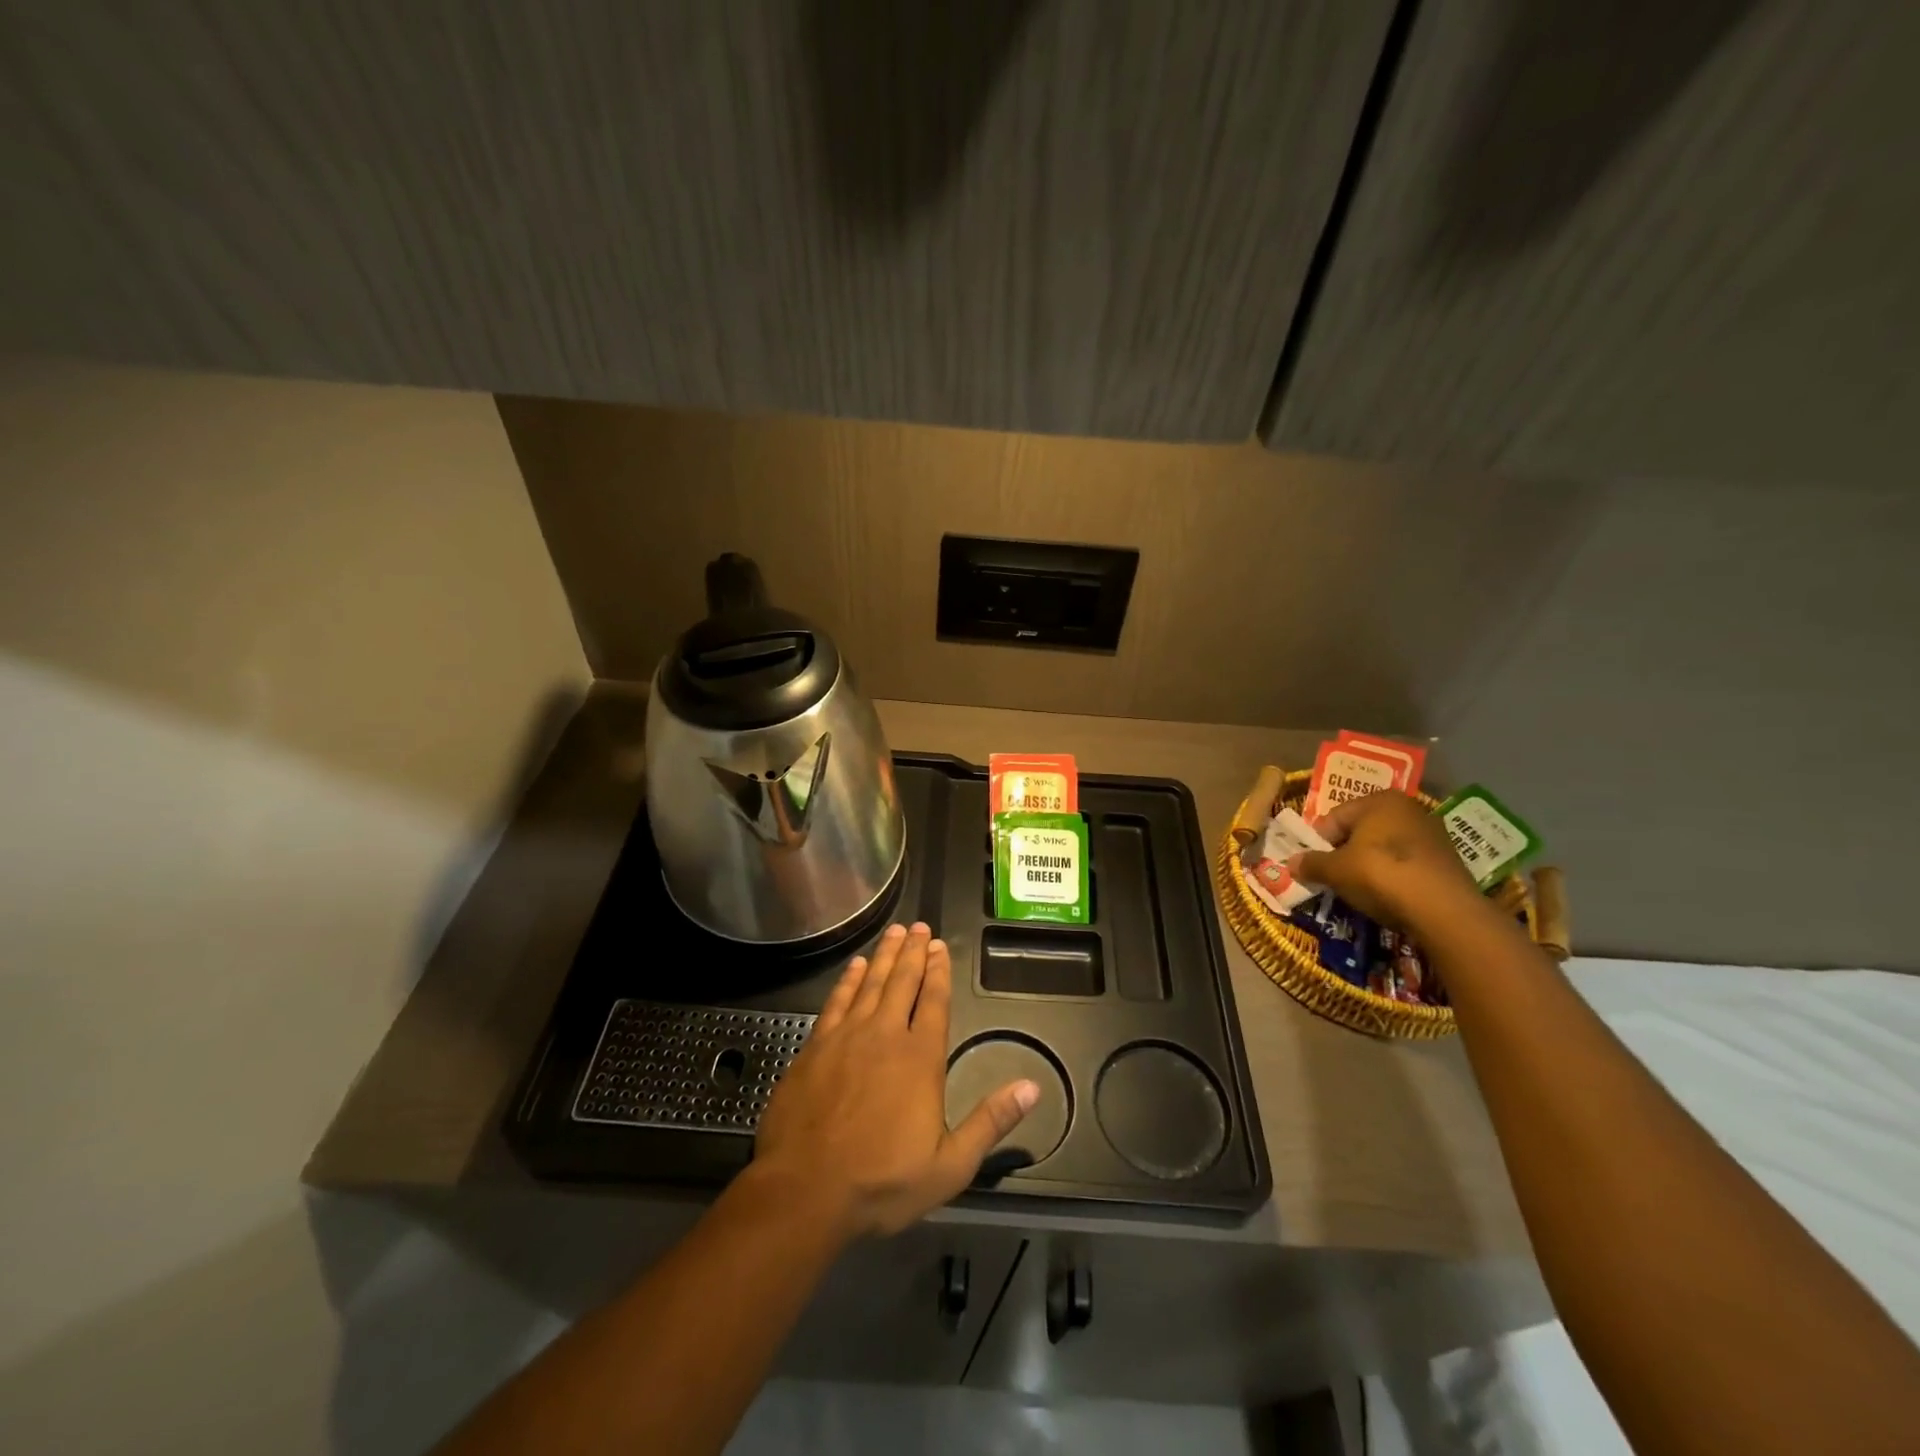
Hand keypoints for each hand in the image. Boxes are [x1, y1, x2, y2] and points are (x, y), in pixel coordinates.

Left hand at [753, 922, 1039, 1238]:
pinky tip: (855, 966)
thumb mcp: (949, 1165)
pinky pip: (837, 1000)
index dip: (939, 972)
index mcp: (920, 1059)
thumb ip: (990, 1122)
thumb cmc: (882, 1182)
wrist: (805, 1191)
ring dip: (884, 955)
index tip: (941, 947)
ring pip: (871, 983)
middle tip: (919, 926)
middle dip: (913, 952)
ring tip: (894, 932)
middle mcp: (885, 1035)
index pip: (934, 1002)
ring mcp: (846, 1037)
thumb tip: (1031, 1088)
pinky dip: (849, 979)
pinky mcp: (815, 1046)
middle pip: (903, 982)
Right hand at [1287, 790, 1485, 934]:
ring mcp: (1432, 833)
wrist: (1443, 909)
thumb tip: (1290, 864)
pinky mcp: (1447, 860)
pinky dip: (1393, 876)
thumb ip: (1311, 864)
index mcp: (1379, 800)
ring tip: (1359, 889)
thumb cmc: (1380, 874)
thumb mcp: (1335, 870)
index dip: (1318, 843)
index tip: (1312, 866)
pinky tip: (1387, 895)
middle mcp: (1408, 808)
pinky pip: (1407, 864)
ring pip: (1385, 848)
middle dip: (1344, 853)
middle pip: (1361, 831)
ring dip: (1368, 865)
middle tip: (1333, 877)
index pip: (1335, 818)